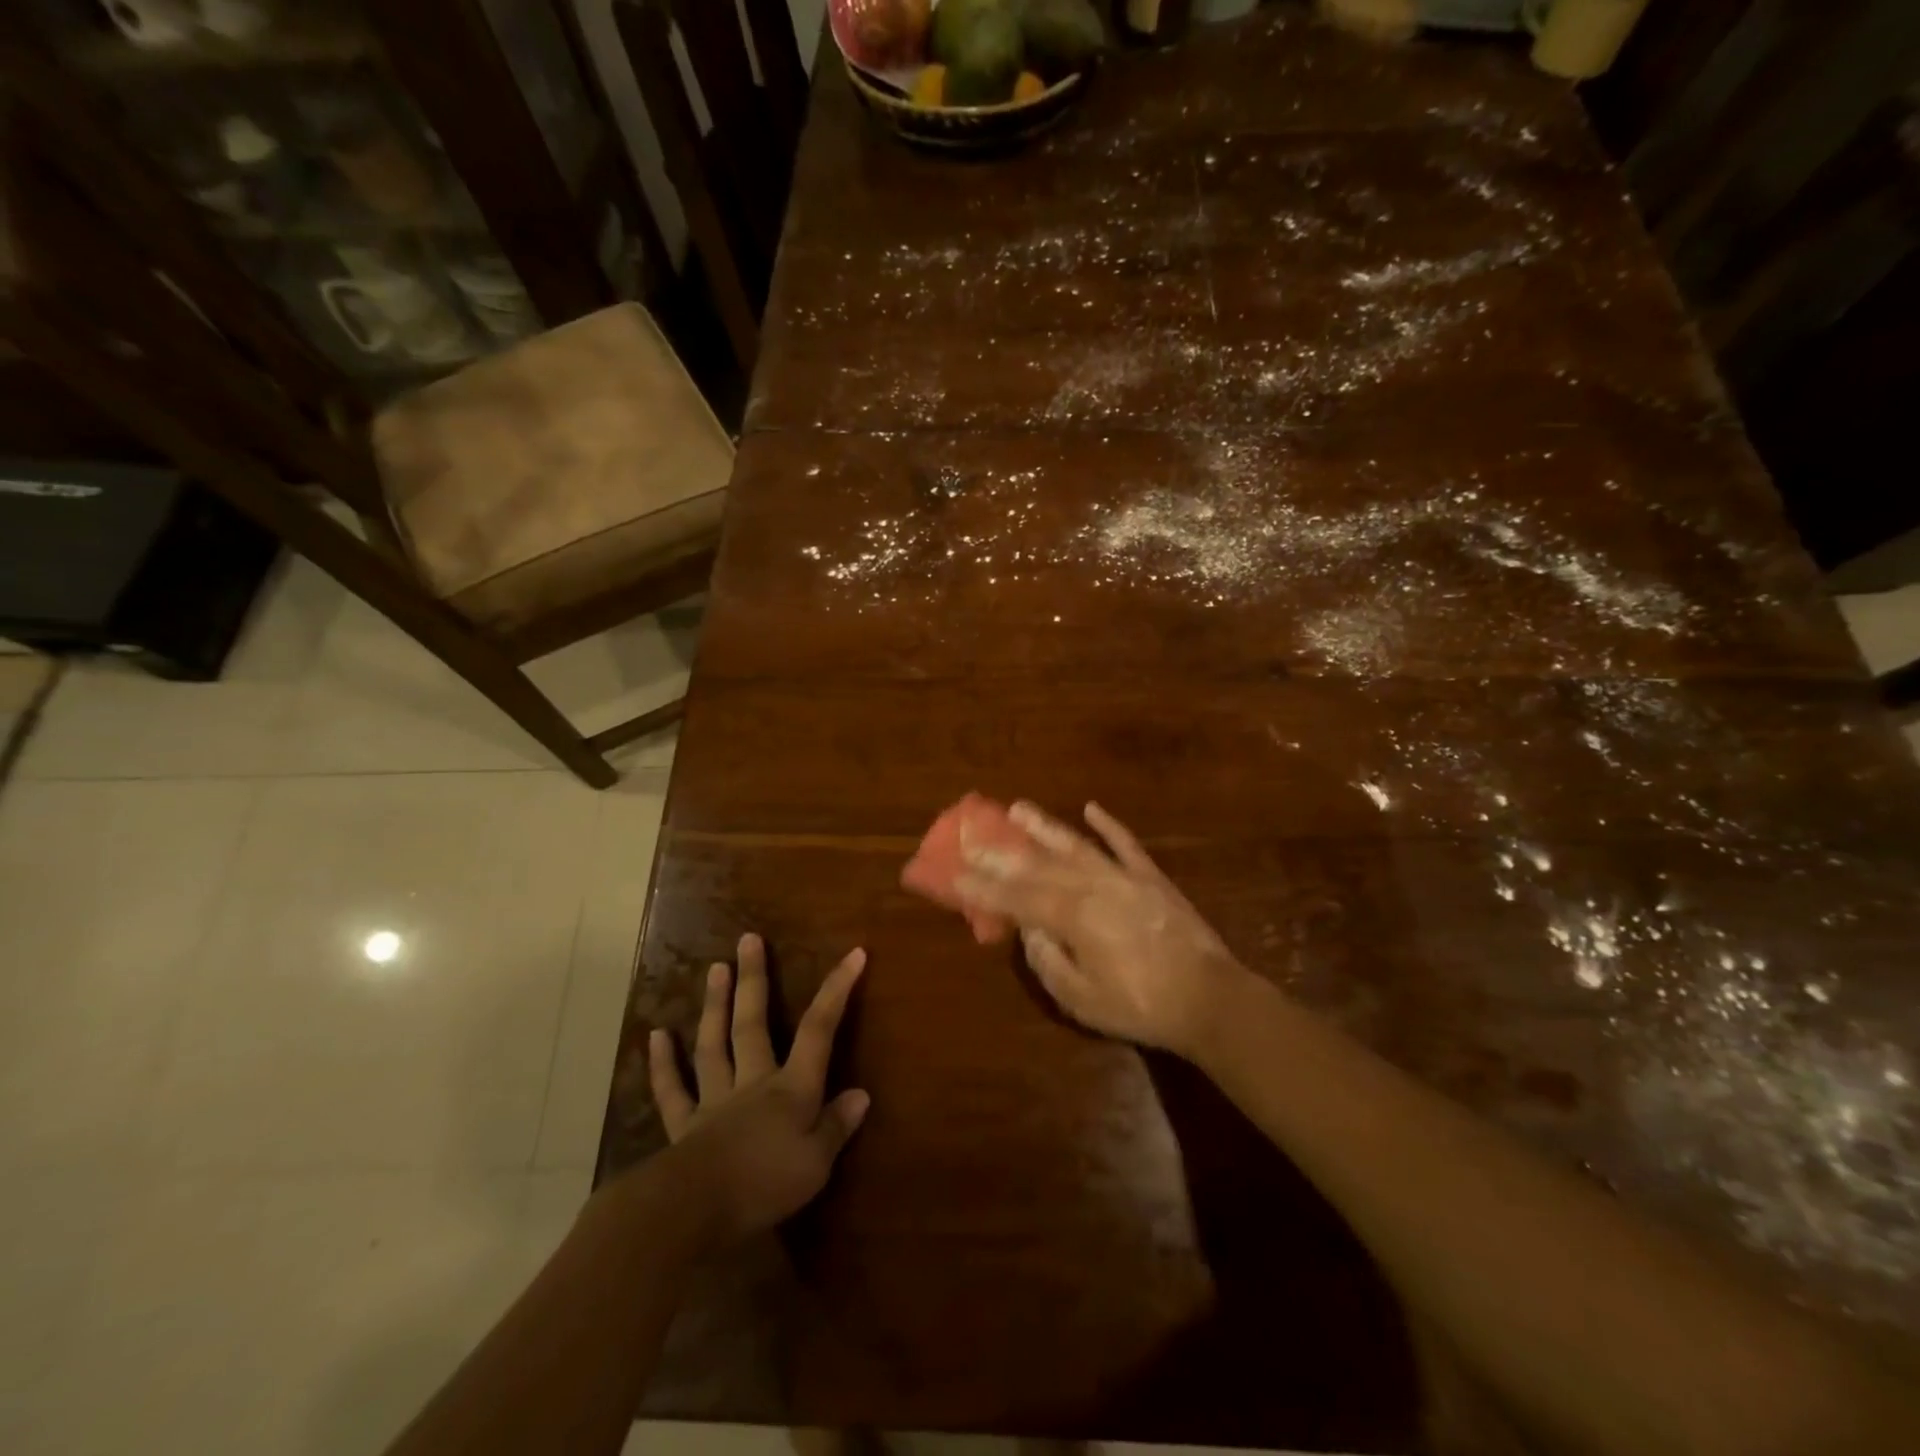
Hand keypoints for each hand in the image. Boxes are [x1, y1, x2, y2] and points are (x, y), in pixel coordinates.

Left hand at [648, 934, 869, 1244]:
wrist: (695, 1211)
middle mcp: (752, 1083)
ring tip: (714, 968)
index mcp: (791, 1089)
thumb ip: (836, 1127)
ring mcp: (714, 1100)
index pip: (819, 1030)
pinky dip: (662, 1064)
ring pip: (714, 1045)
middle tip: (748, 939)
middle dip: (754, 980)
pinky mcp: (684, 1125)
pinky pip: (672, 1090)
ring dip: (715, 1006)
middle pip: (753, 1023)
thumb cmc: (765, 1184)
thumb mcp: (816, 1163)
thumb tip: (861, 1094)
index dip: (837, 990)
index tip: (853, 953)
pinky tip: (655, 1036)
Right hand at [955, 801, 1248, 1058]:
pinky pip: (1126, 844)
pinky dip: (1108, 825)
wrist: (1209, 998)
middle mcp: (1093, 886)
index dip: (984, 885)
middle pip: (1039, 864)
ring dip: (1045, 826)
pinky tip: (1091, 808)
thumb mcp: (1082, 1000)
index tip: (956, 871)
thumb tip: (1031, 931)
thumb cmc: (1141, 1006)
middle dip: (1002, 850)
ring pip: (1076, 844)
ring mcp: (1124, 877)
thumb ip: (1049, 962)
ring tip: (1018, 806)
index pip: (1017, 897)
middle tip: (973, 832)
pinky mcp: (1151, 878)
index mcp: (1073, 917)